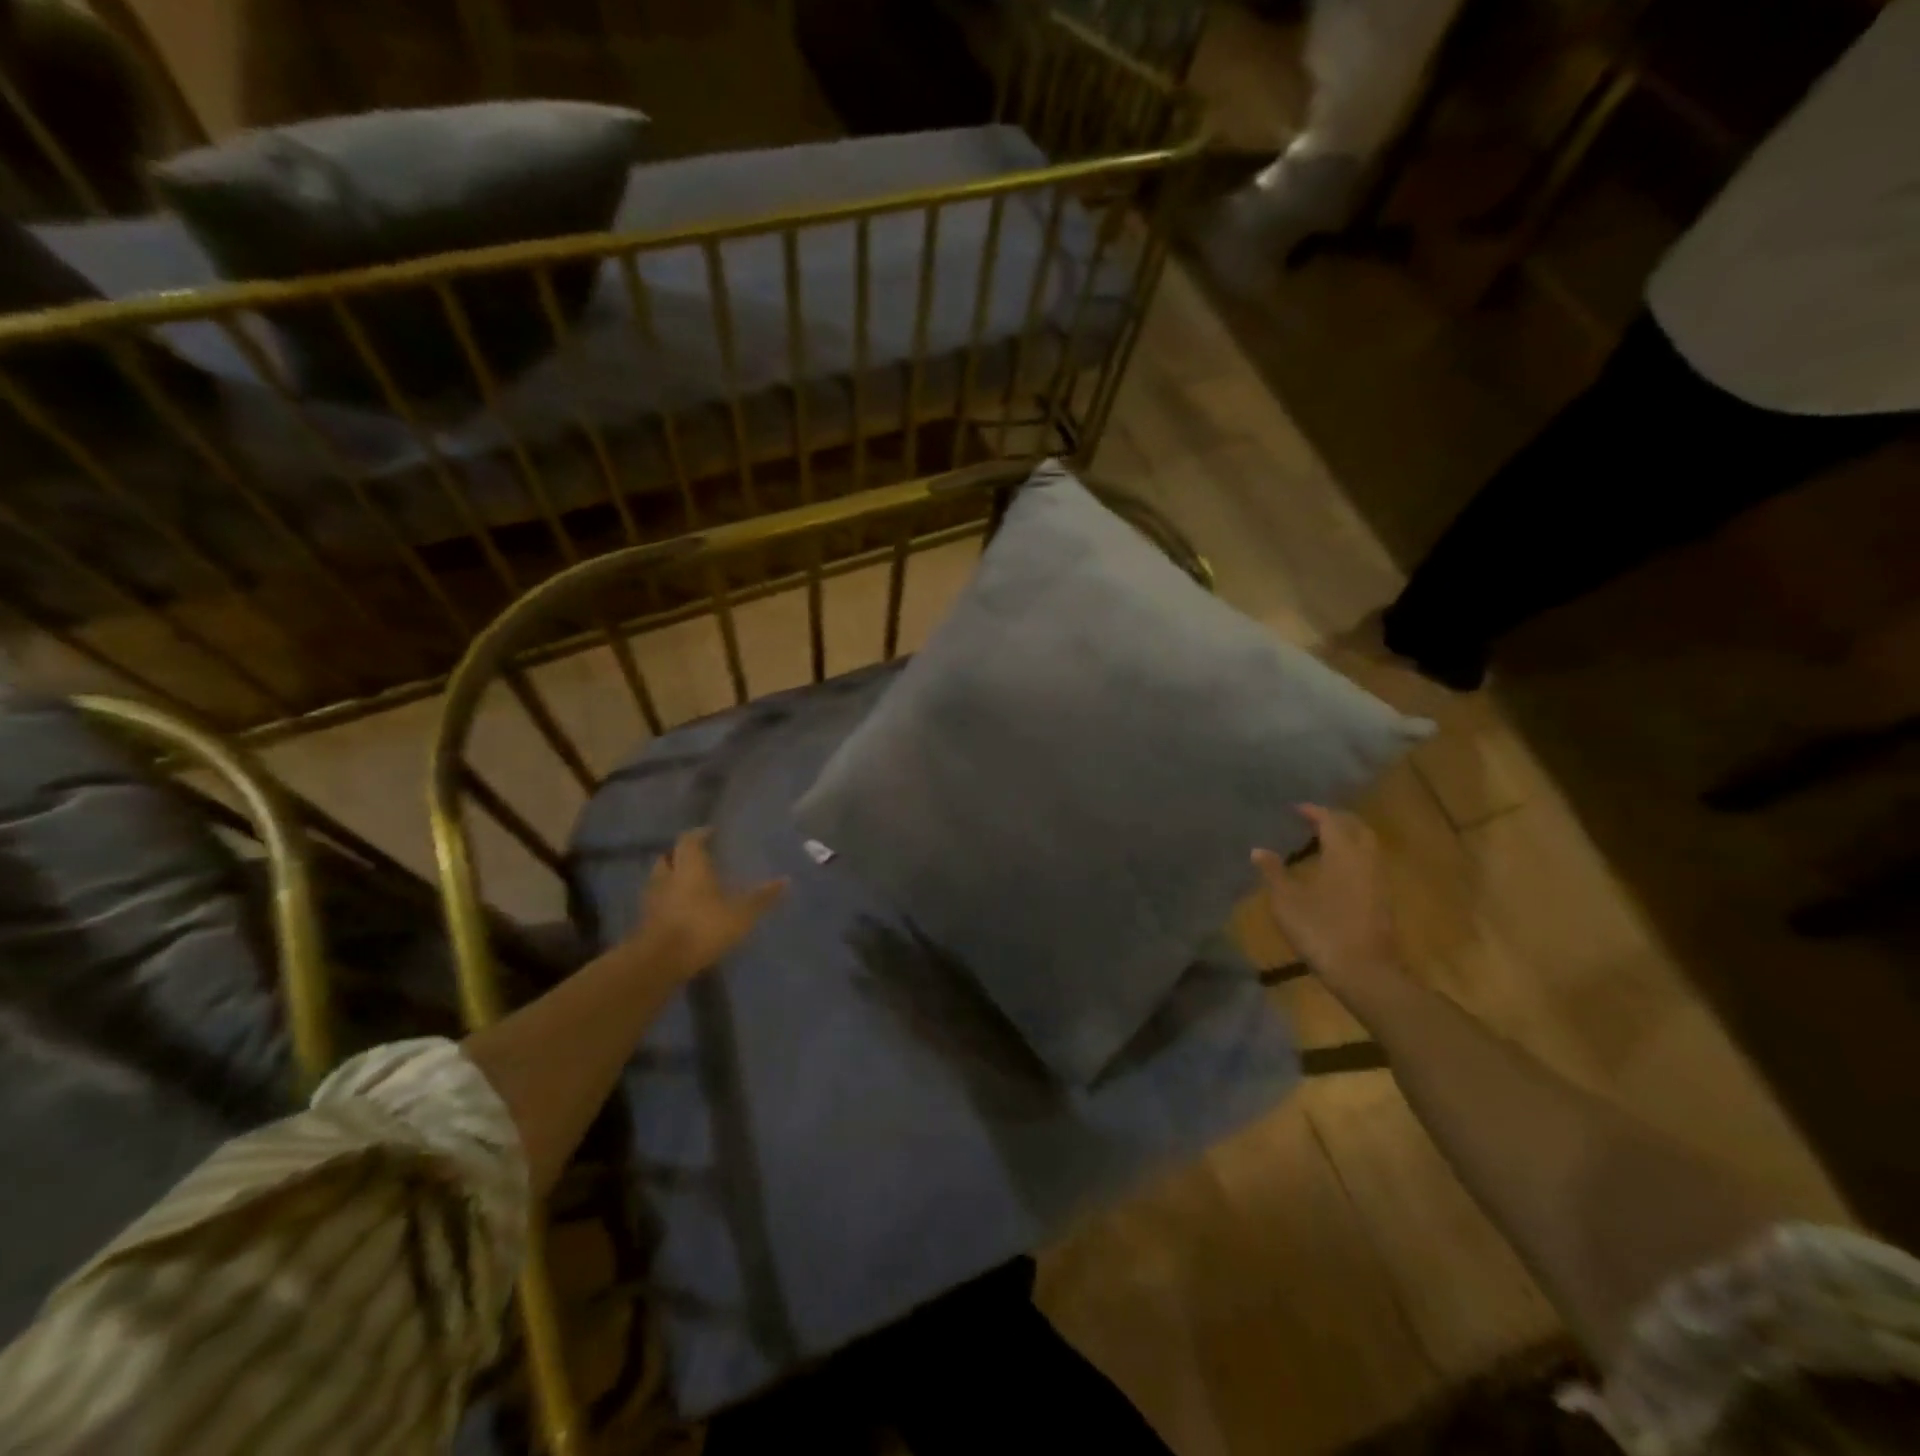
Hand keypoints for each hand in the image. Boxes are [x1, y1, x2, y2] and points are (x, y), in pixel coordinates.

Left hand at [631, 828, 786, 979]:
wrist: (659, 963)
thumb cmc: (702, 927)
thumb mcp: (740, 914)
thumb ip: (761, 898)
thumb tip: (786, 880)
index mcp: (690, 867)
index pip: (690, 840)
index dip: (700, 834)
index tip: (711, 832)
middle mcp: (667, 877)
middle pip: (669, 857)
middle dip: (682, 855)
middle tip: (699, 858)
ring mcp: (652, 900)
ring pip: (659, 879)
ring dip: (671, 878)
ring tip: (689, 885)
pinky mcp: (644, 922)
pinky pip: (656, 902)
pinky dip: (667, 901)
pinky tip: (681, 911)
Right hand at [1252, 805, 1405, 1014]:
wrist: (1365, 973)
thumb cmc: (1322, 931)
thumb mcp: (1286, 902)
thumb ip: (1273, 872)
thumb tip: (1259, 850)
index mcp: (1343, 854)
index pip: (1331, 820)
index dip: (1313, 811)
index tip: (1295, 808)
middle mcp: (1365, 861)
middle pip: (1357, 828)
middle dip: (1337, 819)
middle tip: (1313, 819)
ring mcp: (1378, 881)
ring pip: (1367, 847)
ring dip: (1348, 837)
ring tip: (1322, 841)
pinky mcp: (1382, 901)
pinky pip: (1368, 865)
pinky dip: (1352, 856)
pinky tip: (1334, 870)